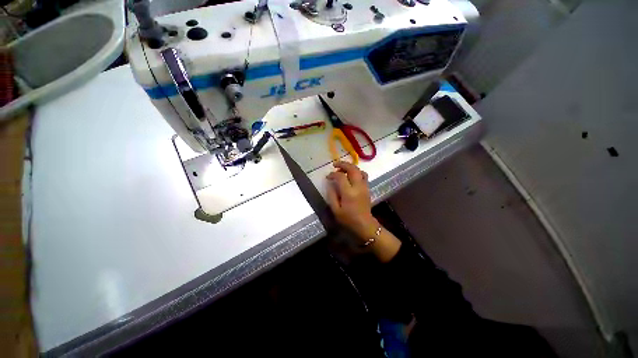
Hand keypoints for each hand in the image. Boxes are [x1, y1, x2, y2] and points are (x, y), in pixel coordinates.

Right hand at [326, 161, 379, 242]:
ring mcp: (364, 186)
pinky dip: (357, 172)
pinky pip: (364, 175)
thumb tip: (330, 183)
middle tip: (335, 165)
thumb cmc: (348, 219)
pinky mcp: (367, 188)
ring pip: (359, 170)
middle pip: (352, 169)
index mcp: (349, 193)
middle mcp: (358, 187)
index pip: (340, 176)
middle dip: (343, 164)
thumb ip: (332, 195)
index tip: (328, 176)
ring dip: (351, 167)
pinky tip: (351, 176)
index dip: (333, 174)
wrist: (364, 225)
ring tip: (343, 169)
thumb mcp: (335, 210)